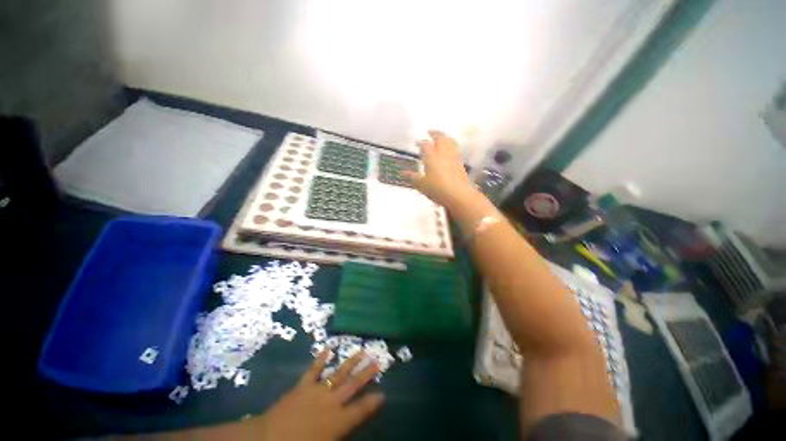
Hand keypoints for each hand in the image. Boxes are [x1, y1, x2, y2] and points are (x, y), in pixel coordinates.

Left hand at [257, 351, 384, 440]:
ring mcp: (317, 390)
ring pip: (338, 373)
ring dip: (351, 362)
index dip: (373, 401)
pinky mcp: (304, 385)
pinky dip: (321, 359)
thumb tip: (349, 428)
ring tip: (362, 351)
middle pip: (353, 385)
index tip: (383, 393)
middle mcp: (331, 402)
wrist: (268, 439)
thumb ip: (339, 435)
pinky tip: (327, 349)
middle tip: (378, 361)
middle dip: (367, 373)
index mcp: (337, 421)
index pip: (360, 409)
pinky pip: (314, 370)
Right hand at [403, 130, 474, 208]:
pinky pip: (455, 149)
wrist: (458, 194)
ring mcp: (453, 157)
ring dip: (444, 138)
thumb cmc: (437, 189)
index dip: (420, 143)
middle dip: (435, 133)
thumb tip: (402, 173)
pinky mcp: (460, 163)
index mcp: (431, 156)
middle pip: (440, 137)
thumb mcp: (421, 185)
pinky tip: (448, 152)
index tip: (417, 143)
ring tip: (441, 139)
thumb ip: (412, 177)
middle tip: (430, 132)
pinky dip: (450, 146)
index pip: (425, 145)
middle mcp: (443, 152)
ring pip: (450, 141)